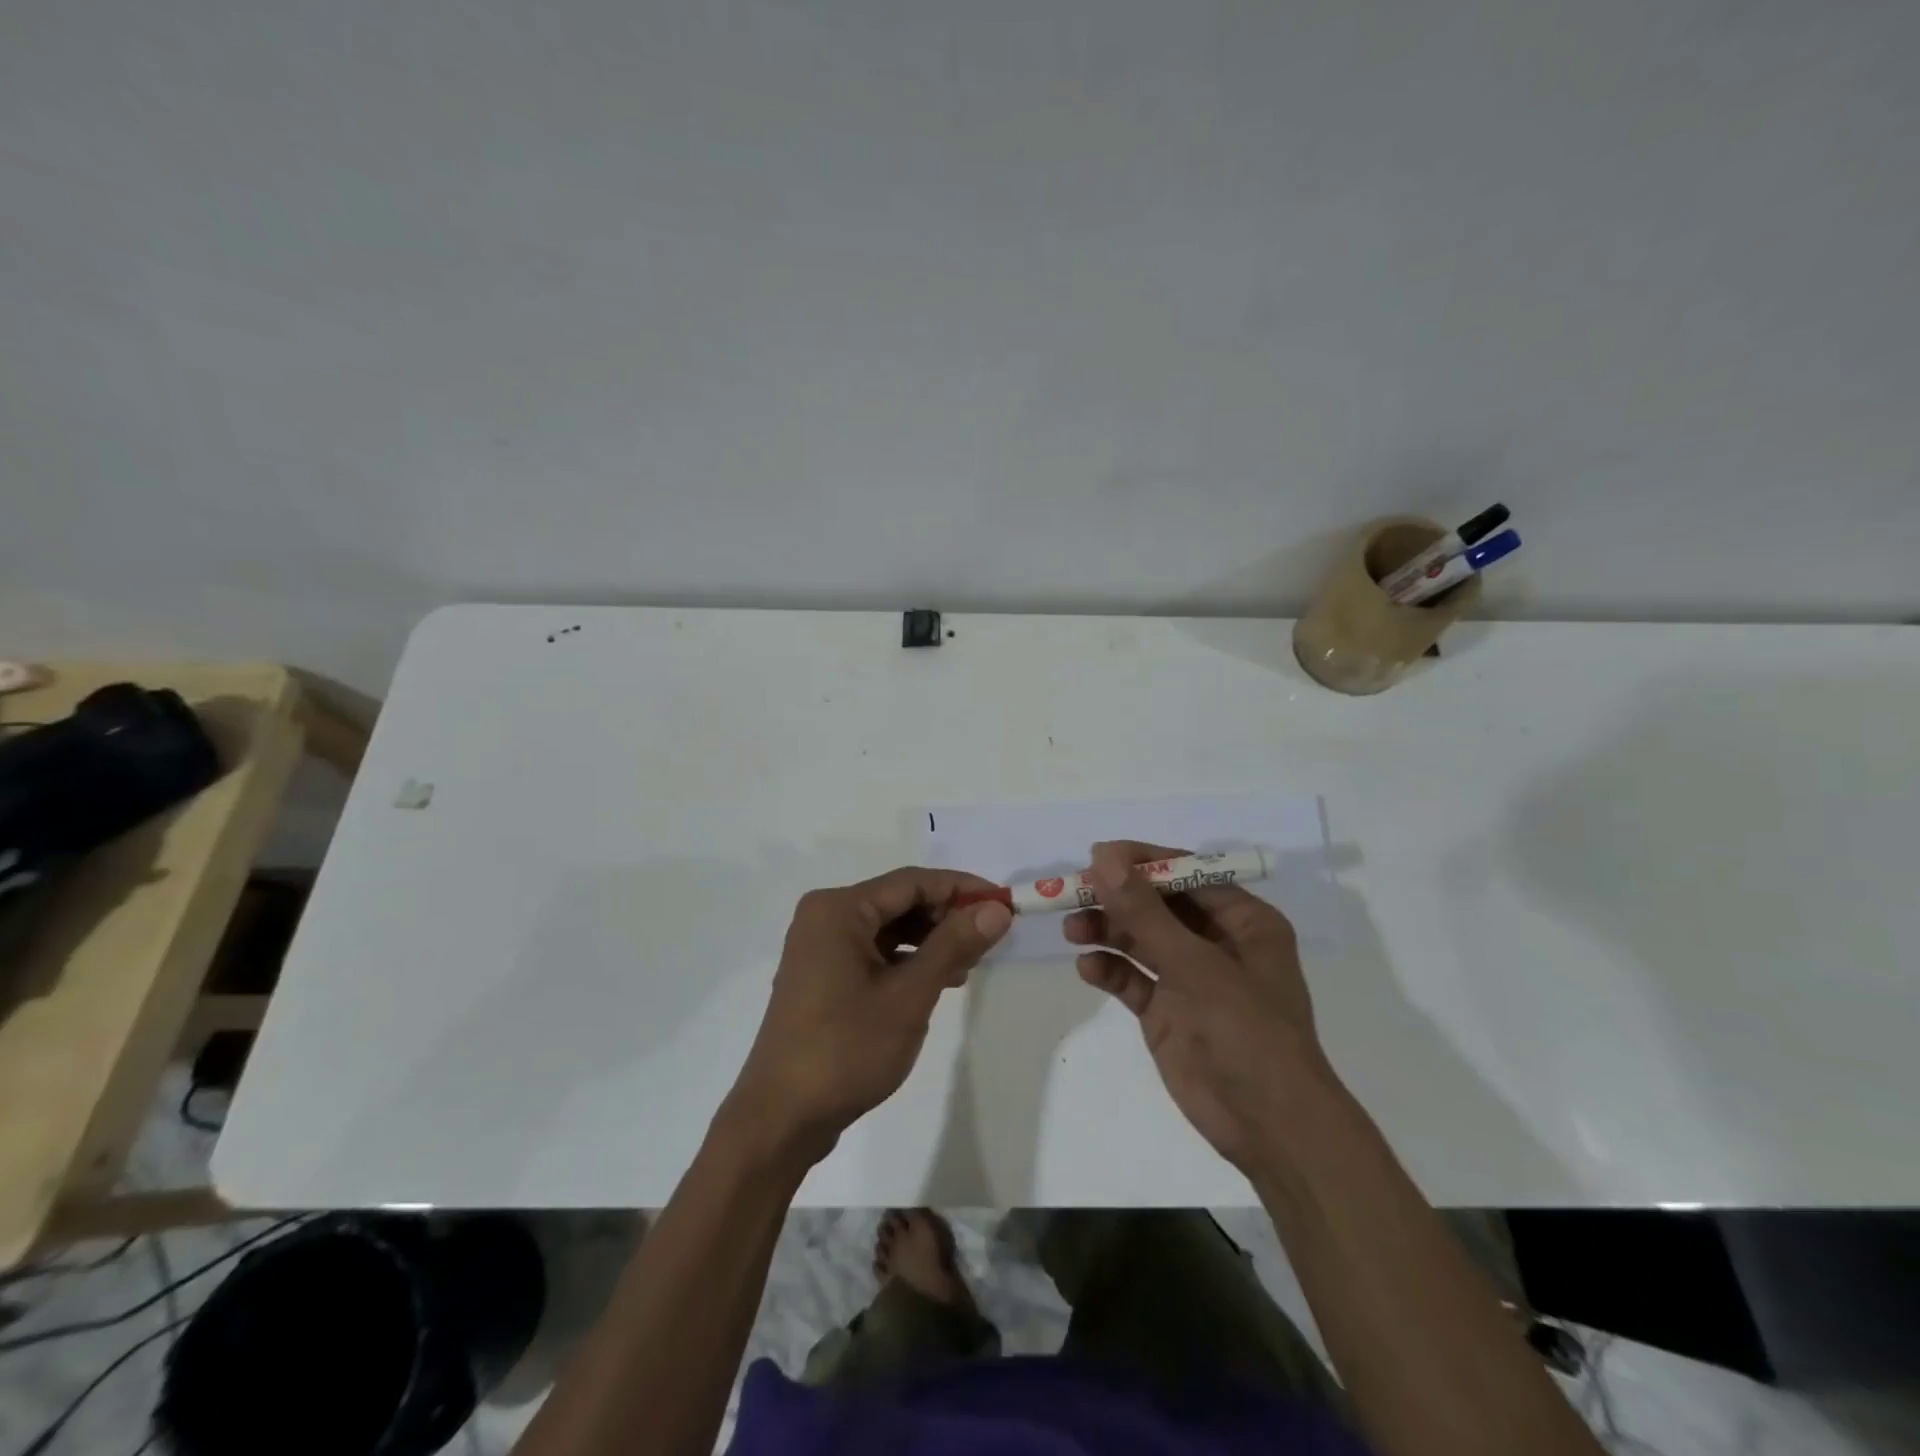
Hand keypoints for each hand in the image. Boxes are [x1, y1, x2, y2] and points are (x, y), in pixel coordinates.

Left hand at [725, 868, 1012, 1166]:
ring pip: (888, 928)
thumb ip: (954, 944)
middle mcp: (825, 917)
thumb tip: (997, 908)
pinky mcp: (822, 976)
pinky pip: (873, 951)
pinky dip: (906, 960)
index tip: (1004, 902)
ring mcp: (820, 948)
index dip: (961, 888)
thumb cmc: (847, 1048)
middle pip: (899, 901)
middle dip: (946, 916)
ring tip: (971, 962)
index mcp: (839, 909)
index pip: (912, 882)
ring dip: (930, 940)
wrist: (782, 1118)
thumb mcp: (909, 994)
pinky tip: (938, 980)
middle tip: (991, 935)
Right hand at [1064, 841, 1335, 1172]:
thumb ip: (1144, 912)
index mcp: (1242, 921)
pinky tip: (1089, 969)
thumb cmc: (1246, 1031)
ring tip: (1073, 931)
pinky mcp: (1169, 1011)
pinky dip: (1111, 970)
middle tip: (1072, 894)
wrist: (1269, 1128)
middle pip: (1157, 905)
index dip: (1141, 863)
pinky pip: (1133, 978)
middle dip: (1116, 899)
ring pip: (1140, 940)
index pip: (1186, 874)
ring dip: (1107, 932)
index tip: (1096, 858)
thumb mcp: (1194, 964)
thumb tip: (1103, 856)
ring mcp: (1191, 978)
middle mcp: (1217, 942)